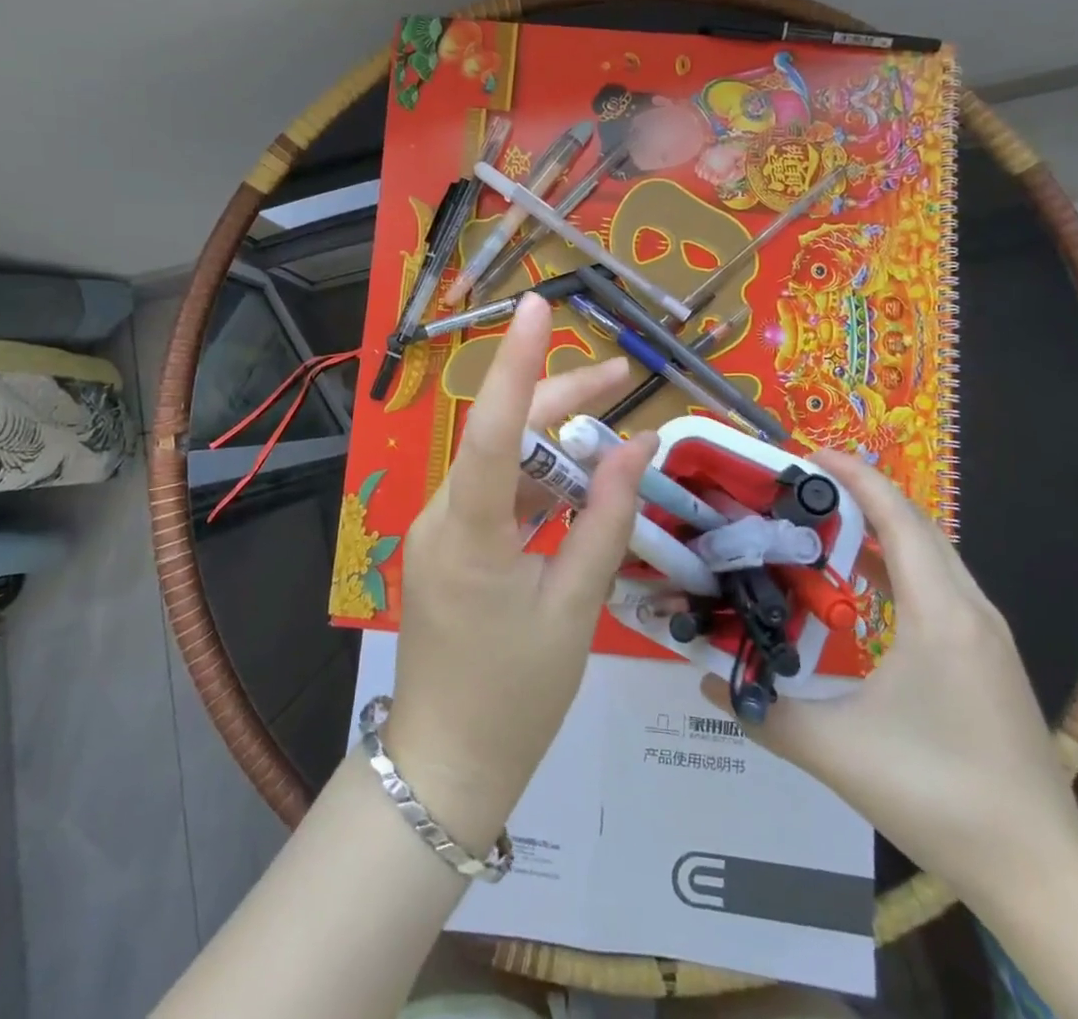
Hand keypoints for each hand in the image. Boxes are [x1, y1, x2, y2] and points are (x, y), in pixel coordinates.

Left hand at [384, 293, 654, 851]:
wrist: (447, 767)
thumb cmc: (517, 697)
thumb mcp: (576, 607)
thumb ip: (606, 520)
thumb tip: (638, 447)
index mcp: (470, 533)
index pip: (493, 430)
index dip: (520, 365)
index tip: (539, 308)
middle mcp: (443, 516)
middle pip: (502, 435)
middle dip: (560, 401)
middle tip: (622, 378)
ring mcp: (440, 530)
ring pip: (500, 463)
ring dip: (554, 446)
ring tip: (613, 433)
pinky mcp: (447, 547)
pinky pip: (495, 496)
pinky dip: (538, 484)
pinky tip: (578, 483)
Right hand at [702, 451, 1077, 911]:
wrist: (1040, 869)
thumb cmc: (939, 795)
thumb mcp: (837, 752)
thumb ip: (765, 712)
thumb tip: (706, 679)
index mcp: (940, 616)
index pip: (899, 519)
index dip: (856, 479)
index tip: (810, 455)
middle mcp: (970, 611)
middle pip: (918, 526)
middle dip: (864, 494)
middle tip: (805, 485)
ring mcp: (987, 635)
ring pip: (934, 555)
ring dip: (884, 528)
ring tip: (827, 522)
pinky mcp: (989, 659)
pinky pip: (941, 585)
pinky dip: (901, 564)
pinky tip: (865, 582)